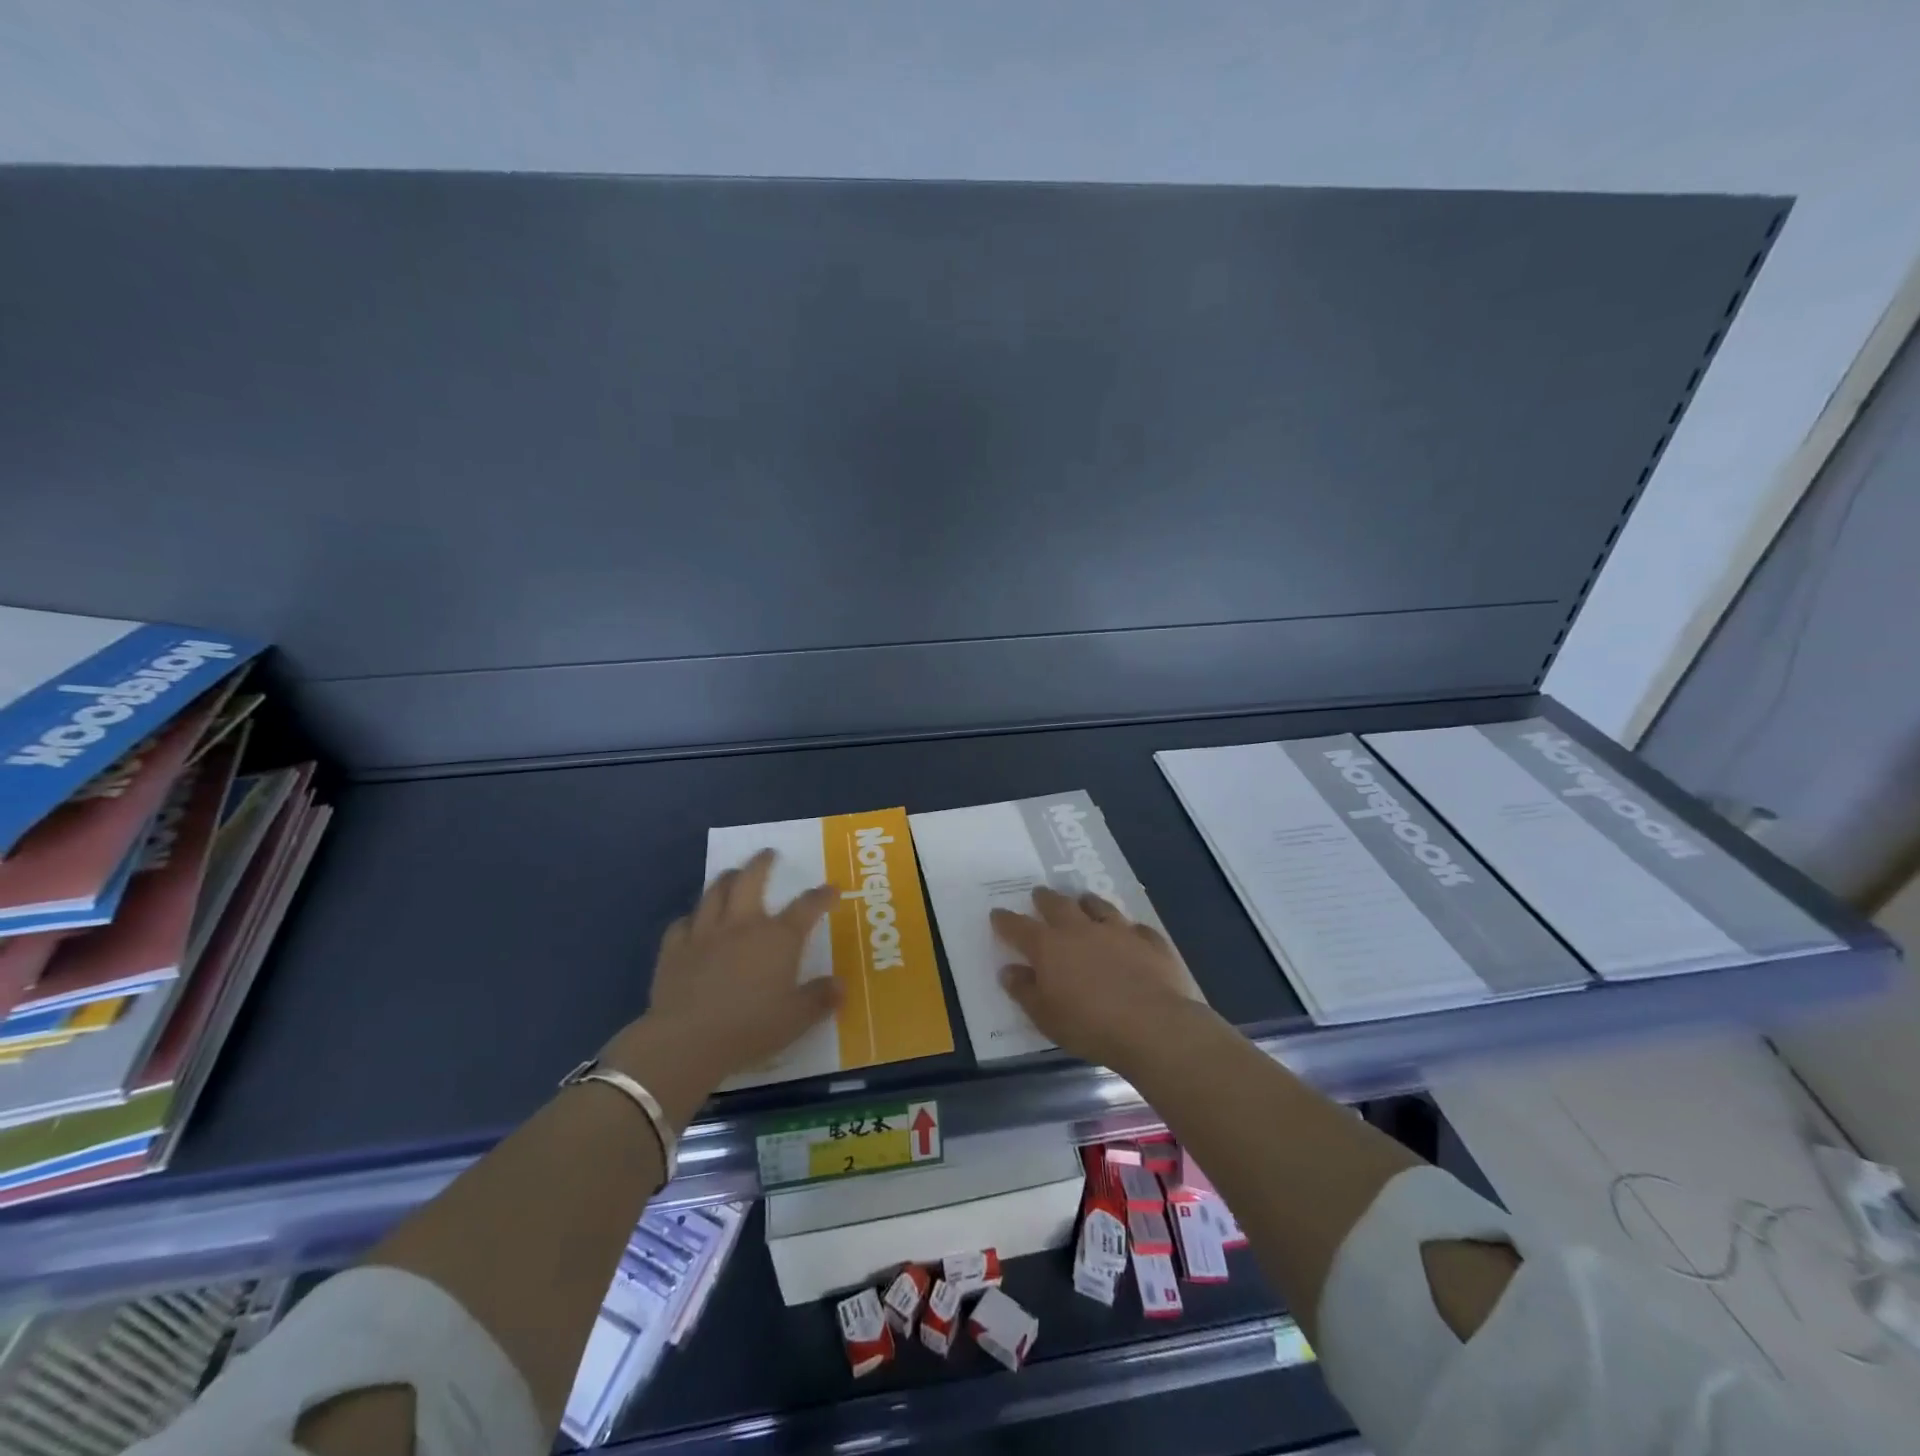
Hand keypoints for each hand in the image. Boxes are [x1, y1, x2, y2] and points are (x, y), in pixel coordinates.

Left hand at [606, 850, 841, 1090]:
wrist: (688, 1041)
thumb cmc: (750, 1028)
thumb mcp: (797, 1019)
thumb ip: (820, 999)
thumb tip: (840, 986)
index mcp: (778, 938)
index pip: (807, 906)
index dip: (822, 896)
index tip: (831, 890)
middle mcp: (742, 925)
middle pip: (752, 880)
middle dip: (762, 863)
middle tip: (768, 854)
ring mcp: (704, 933)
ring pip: (714, 892)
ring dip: (726, 879)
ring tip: (732, 874)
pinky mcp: (674, 949)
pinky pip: (682, 923)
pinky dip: (691, 919)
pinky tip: (693, 923)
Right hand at [991, 886, 1200, 1071]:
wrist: (1153, 1026)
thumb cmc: (1089, 1026)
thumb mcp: (1045, 1017)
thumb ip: (1024, 991)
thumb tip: (1008, 970)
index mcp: (1049, 947)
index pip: (1019, 927)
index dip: (1005, 920)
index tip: (997, 913)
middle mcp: (1081, 930)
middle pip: (1058, 905)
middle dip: (1045, 898)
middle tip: (1039, 894)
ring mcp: (1118, 931)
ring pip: (1098, 906)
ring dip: (1087, 902)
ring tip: (1083, 899)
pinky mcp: (1150, 942)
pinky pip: (1137, 927)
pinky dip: (1129, 928)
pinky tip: (1131, 932)